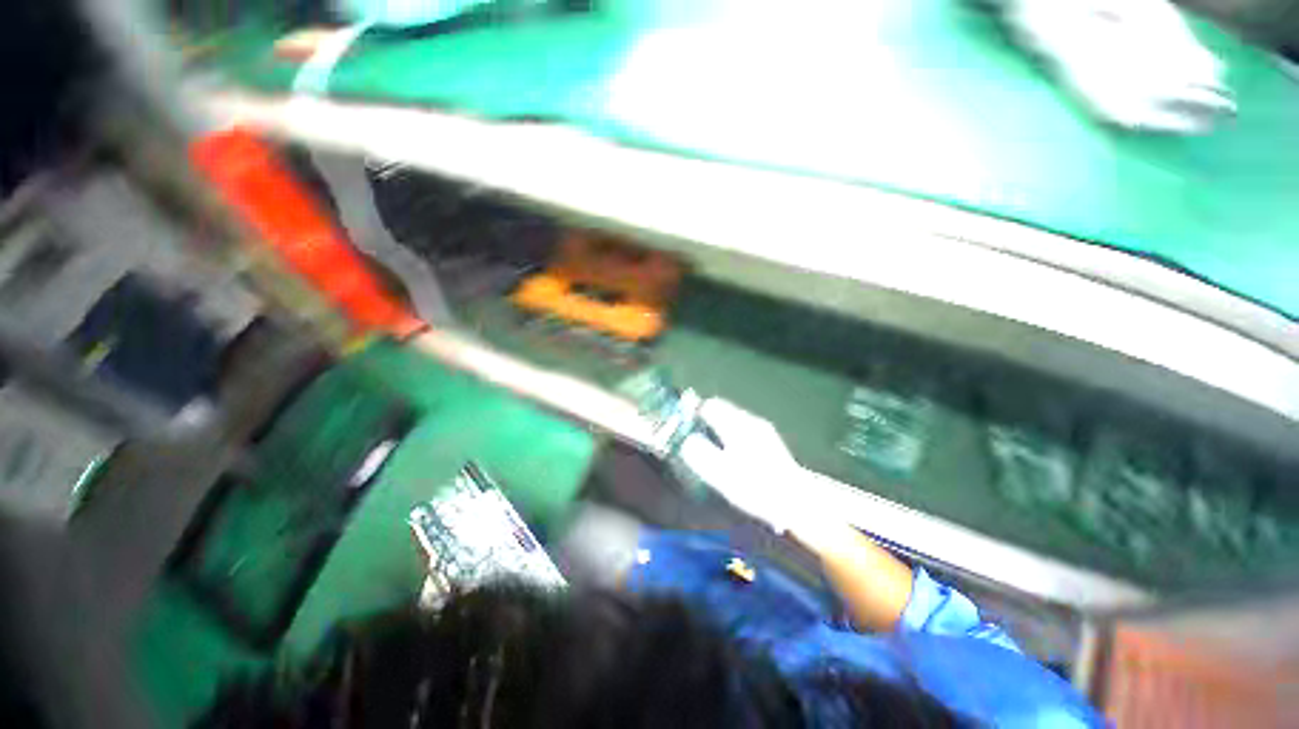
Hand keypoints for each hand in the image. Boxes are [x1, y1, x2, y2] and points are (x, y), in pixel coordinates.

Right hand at [678, 398, 806, 533]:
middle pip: (721, 410)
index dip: (693, 413)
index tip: (683, 428)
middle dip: (704, 422)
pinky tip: (730, 457)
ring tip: (709, 450)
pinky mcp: (768, 442)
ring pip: (731, 421)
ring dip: (717, 430)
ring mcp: (761, 430)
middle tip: (693, 441)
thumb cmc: (755, 486)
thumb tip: (686, 441)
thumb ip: (699, 453)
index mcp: (737, 424)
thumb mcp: (721, 473)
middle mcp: (750, 421)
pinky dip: (729, 438)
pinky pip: (741, 431)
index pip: (710, 405)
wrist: (797, 500)